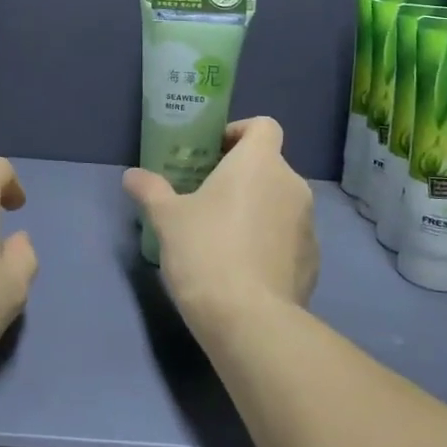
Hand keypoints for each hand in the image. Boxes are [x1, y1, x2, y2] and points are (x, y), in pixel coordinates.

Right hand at [122, 117, 317, 335]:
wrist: (249, 320)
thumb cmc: (205, 252)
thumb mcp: (167, 218)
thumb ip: (151, 190)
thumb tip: (132, 176)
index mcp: (259, 163)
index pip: (264, 126)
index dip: (239, 132)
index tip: (214, 153)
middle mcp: (292, 185)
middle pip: (270, 165)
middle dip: (242, 176)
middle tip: (208, 197)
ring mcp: (308, 224)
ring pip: (281, 202)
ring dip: (257, 209)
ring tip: (224, 236)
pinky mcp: (314, 261)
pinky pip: (290, 237)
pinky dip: (271, 242)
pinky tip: (244, 268)